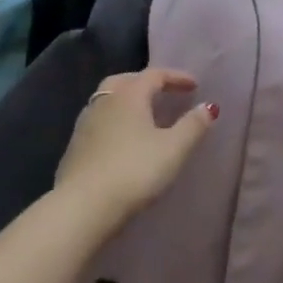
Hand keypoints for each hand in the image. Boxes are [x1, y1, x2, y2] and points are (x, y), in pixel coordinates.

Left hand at [52, 68, 217, 233]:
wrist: (83, 207)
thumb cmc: (134, 171)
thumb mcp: (174, 149)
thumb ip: (193, 125)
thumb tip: (208, 107)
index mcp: (128, 96)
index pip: (154, 75)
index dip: (176, 77)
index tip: (195, 86)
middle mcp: (103, 103)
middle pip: (125, 81)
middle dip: (147, 83)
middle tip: (164, 92)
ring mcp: (84, 125)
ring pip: (108, 102)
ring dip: (128, 102)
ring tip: (145, 117)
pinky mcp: (74, 148)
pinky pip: (99, 123)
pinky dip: (115, 122)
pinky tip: (124, 141)